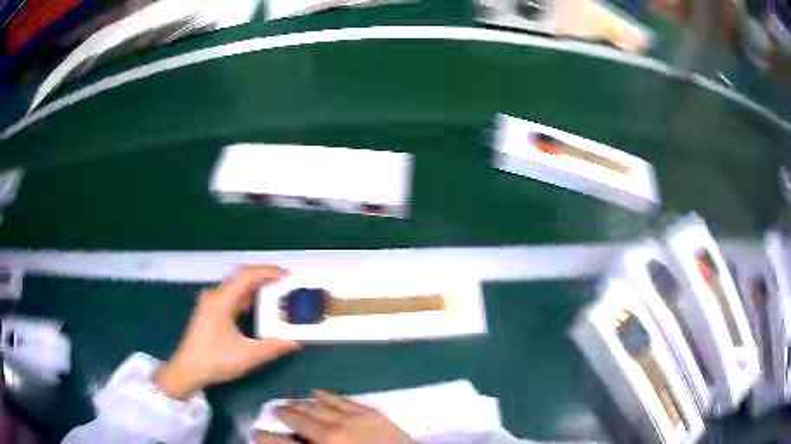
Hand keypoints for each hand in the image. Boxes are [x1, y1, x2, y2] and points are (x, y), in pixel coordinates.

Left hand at [154, 266, 301, 399]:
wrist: (187, 370)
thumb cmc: (214, 361)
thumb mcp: (247, 356)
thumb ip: (273, 348)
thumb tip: (296, 342)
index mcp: (220, 301)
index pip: (246, 276)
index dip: (268, 273)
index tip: (288, 277)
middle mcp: (215, 296)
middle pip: (242, 278)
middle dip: (265, 279)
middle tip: (287, 286)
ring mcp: (211, 304)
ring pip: (237, 288)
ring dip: (257, 290)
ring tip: (278, 295)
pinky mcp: (211, 312)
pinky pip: (233, 298)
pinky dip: (249, 299)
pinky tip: (260, 309)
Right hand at [255, 390, 413, 443]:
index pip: (280, 443)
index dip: (264, 437)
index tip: (255, 432)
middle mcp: (330, 432)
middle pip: (297, 419)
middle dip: (282, 414)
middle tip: (272, 411)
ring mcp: (351, 420)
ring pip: (316, 406)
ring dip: (300, 404)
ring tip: (289, 403)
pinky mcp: (369, 413)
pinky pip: (341, 400)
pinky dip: (325, 395)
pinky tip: (316, 392)